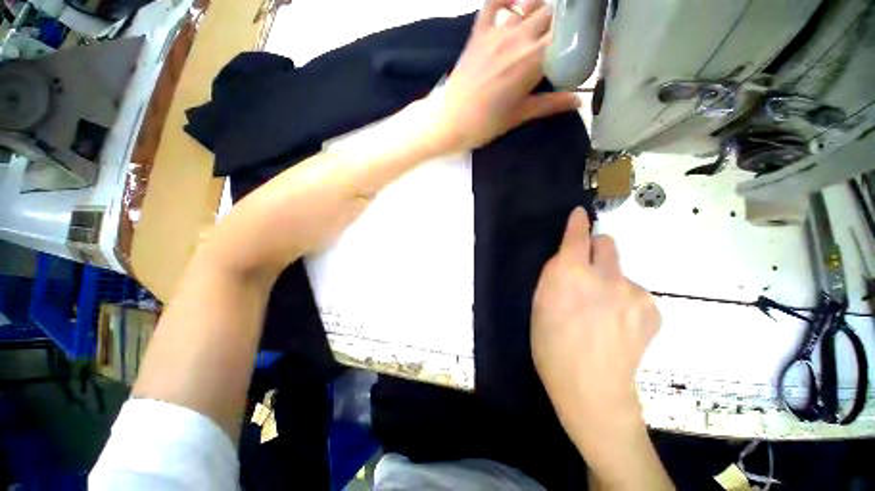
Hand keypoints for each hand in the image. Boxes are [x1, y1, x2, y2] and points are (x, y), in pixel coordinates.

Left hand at [428, 0, 579, 153]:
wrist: (452, 121)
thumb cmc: (487, 123)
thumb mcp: (521, 115)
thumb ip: (551, 104)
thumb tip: (578, 102)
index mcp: (535, 61)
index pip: (567, 34)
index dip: (576, 33)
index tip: (578, 41)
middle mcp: (521, 38)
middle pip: (551, 14)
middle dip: (561, 21)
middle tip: (560, 34)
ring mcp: (498, 31)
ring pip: (529, 4)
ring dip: (539, 8)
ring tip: (541, 23)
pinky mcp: (479, 32)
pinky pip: (493, 1)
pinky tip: (513, 4)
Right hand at [531, 207, 660, 447]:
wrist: (591, 388)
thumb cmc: (551, 345)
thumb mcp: (540, 304)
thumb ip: (554, 276)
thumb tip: (567, 259)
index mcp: (569, 274)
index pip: (577, 237)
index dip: (578, 223)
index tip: (580, 214)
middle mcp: (603, 276)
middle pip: (607, 243)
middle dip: (596, 248)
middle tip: (588, 270)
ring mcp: (633, 291)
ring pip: (621, 271)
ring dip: (610, 281)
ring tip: (604, 311)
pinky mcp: (652, 308)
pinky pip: (636, 293)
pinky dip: (626, 301)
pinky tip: (619, 325)